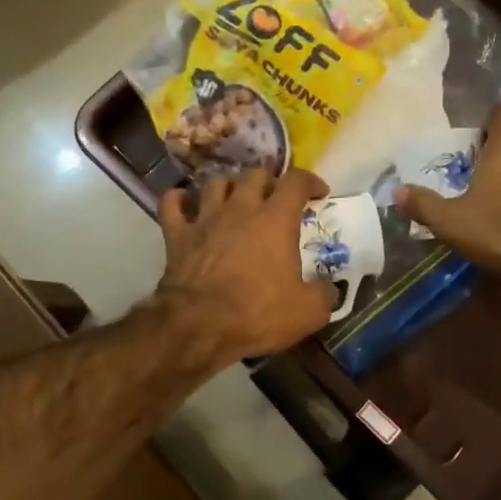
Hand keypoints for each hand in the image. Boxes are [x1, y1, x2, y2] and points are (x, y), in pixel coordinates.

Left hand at [153, 167, 337, 366]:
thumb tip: (328, 287)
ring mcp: (205, 218)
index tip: (318, 193)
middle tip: (275, 198)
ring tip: (235, 197)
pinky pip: (172, 204)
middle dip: (269, 180)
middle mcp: (240, 208)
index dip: (310, 181)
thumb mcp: (308, 312)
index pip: (296, 181)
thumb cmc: (257, 313)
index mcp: (276, 219)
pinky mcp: (177, 234)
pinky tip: (184, 202)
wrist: (199, 325)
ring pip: (215, 182)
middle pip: (254, 174)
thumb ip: (324, 293)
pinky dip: (178, 199)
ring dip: (228, 185)